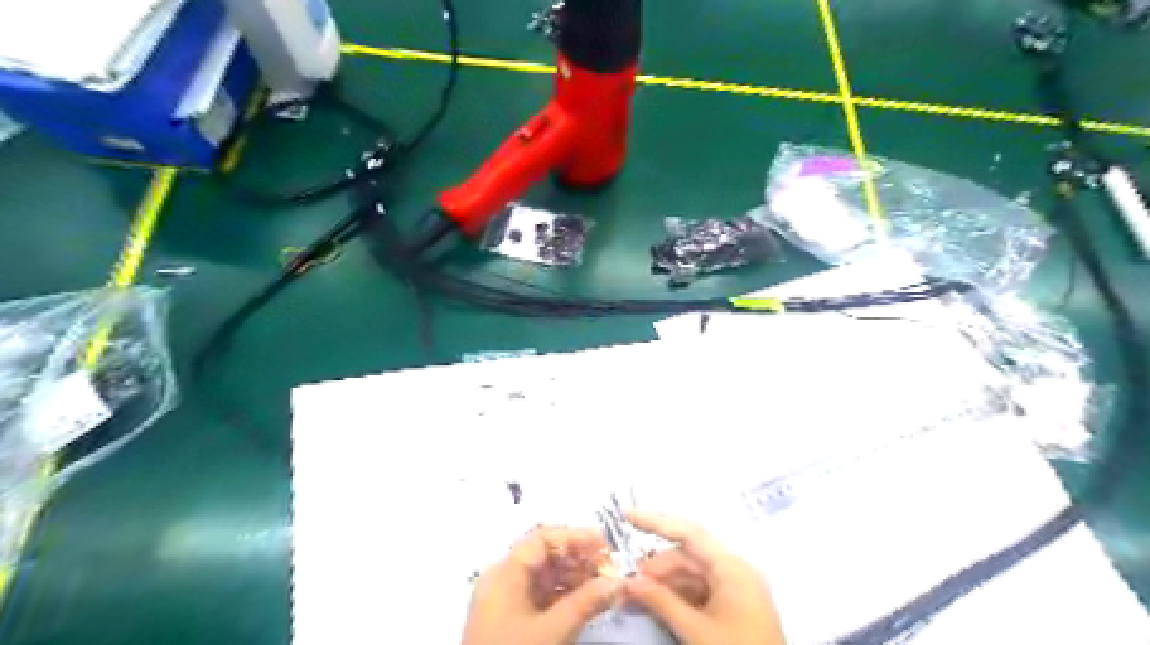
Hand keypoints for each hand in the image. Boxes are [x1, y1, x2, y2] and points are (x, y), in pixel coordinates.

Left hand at [462, 526, 625, 644]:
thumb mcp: (553, 631)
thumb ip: (586, 602)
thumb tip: (618, 582)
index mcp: (504, 573)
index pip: (542, 539)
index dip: (575, 537)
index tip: (605, 542)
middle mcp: (502, 580)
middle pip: (544, 556)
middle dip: (579, 558)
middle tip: (610, 567)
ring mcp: (506, 602)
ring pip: (545, 578)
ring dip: (576, 578)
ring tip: (605, 585)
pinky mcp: (511, 623)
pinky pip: (541, 598)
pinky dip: (565, 597)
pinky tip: (588, 603)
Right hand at [625, 515, 785, 644]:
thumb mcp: (696, 631)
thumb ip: (661, 602)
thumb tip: (629, 582)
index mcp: (732, 567)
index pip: (689, 533)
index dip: (656, 522)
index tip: (627, 517)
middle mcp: (734, 571)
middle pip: (687, 556)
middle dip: (655, 567)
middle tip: (627, 582)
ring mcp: (735, 591)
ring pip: (691, 576)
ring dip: (662, 584)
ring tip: (633, 598)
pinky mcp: (733, 609)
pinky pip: (699, 592)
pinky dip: (676, 597)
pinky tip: (655, 606)